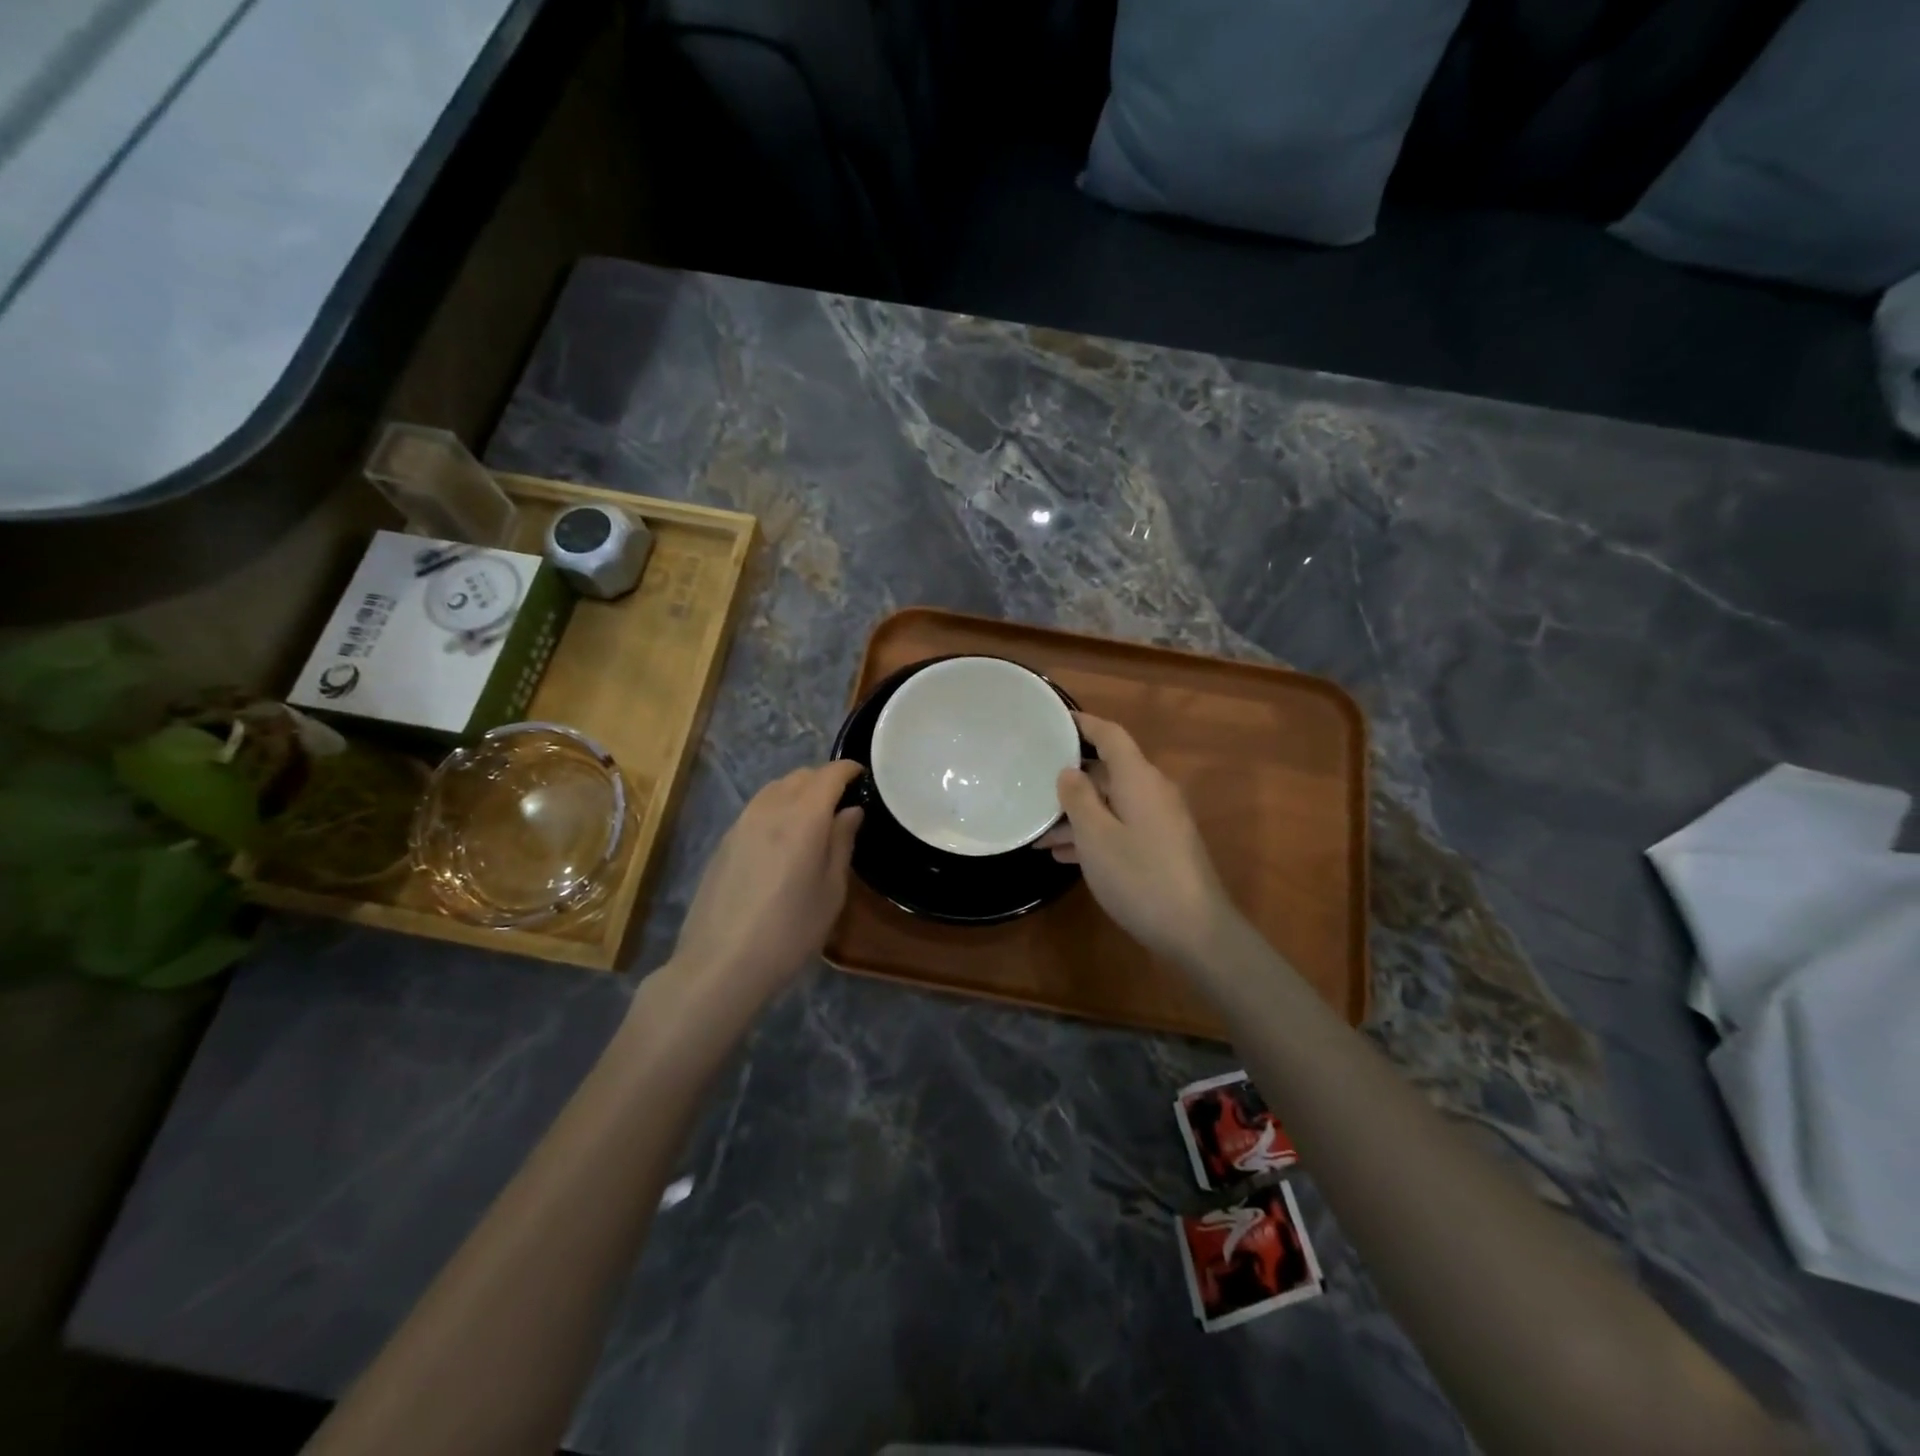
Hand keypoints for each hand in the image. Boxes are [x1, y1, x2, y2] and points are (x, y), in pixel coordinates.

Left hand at [667, 760, 863, 1006]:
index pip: (829, 775)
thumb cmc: (789, 930)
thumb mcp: (831, 891)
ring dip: (799, 790)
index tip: (864, 776)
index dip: (849, 769)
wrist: (720, 963)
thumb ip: (842, 843)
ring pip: (775, 788)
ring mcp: (741, 823)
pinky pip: (757, 807)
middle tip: (843, 801)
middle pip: (800, 776)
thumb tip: (850, 811)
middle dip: (824, 779)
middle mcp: (770, 809)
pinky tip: (783, 837)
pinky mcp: (724, 841)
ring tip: (814, 816)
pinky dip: (777, 806)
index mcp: (803, 817)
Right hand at [1037, 714, 1237, 966]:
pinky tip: (1064, 855)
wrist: (1196, 931)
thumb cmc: (1139, 876)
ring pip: (1111, 804)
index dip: (1084, 724)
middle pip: (1109, 771)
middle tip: (1033, 784)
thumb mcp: (1096, 836)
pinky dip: (1094, 835)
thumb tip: (1069, 771)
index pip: (1111, 736)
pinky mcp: (1162, 847)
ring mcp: (1160, 821)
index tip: (1054, 720)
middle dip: (1071, 779)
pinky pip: (1121, 827)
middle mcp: (1152, 792)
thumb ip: (1079, 798)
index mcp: (1139, 779)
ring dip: (1077, 815)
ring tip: (1038, 832)